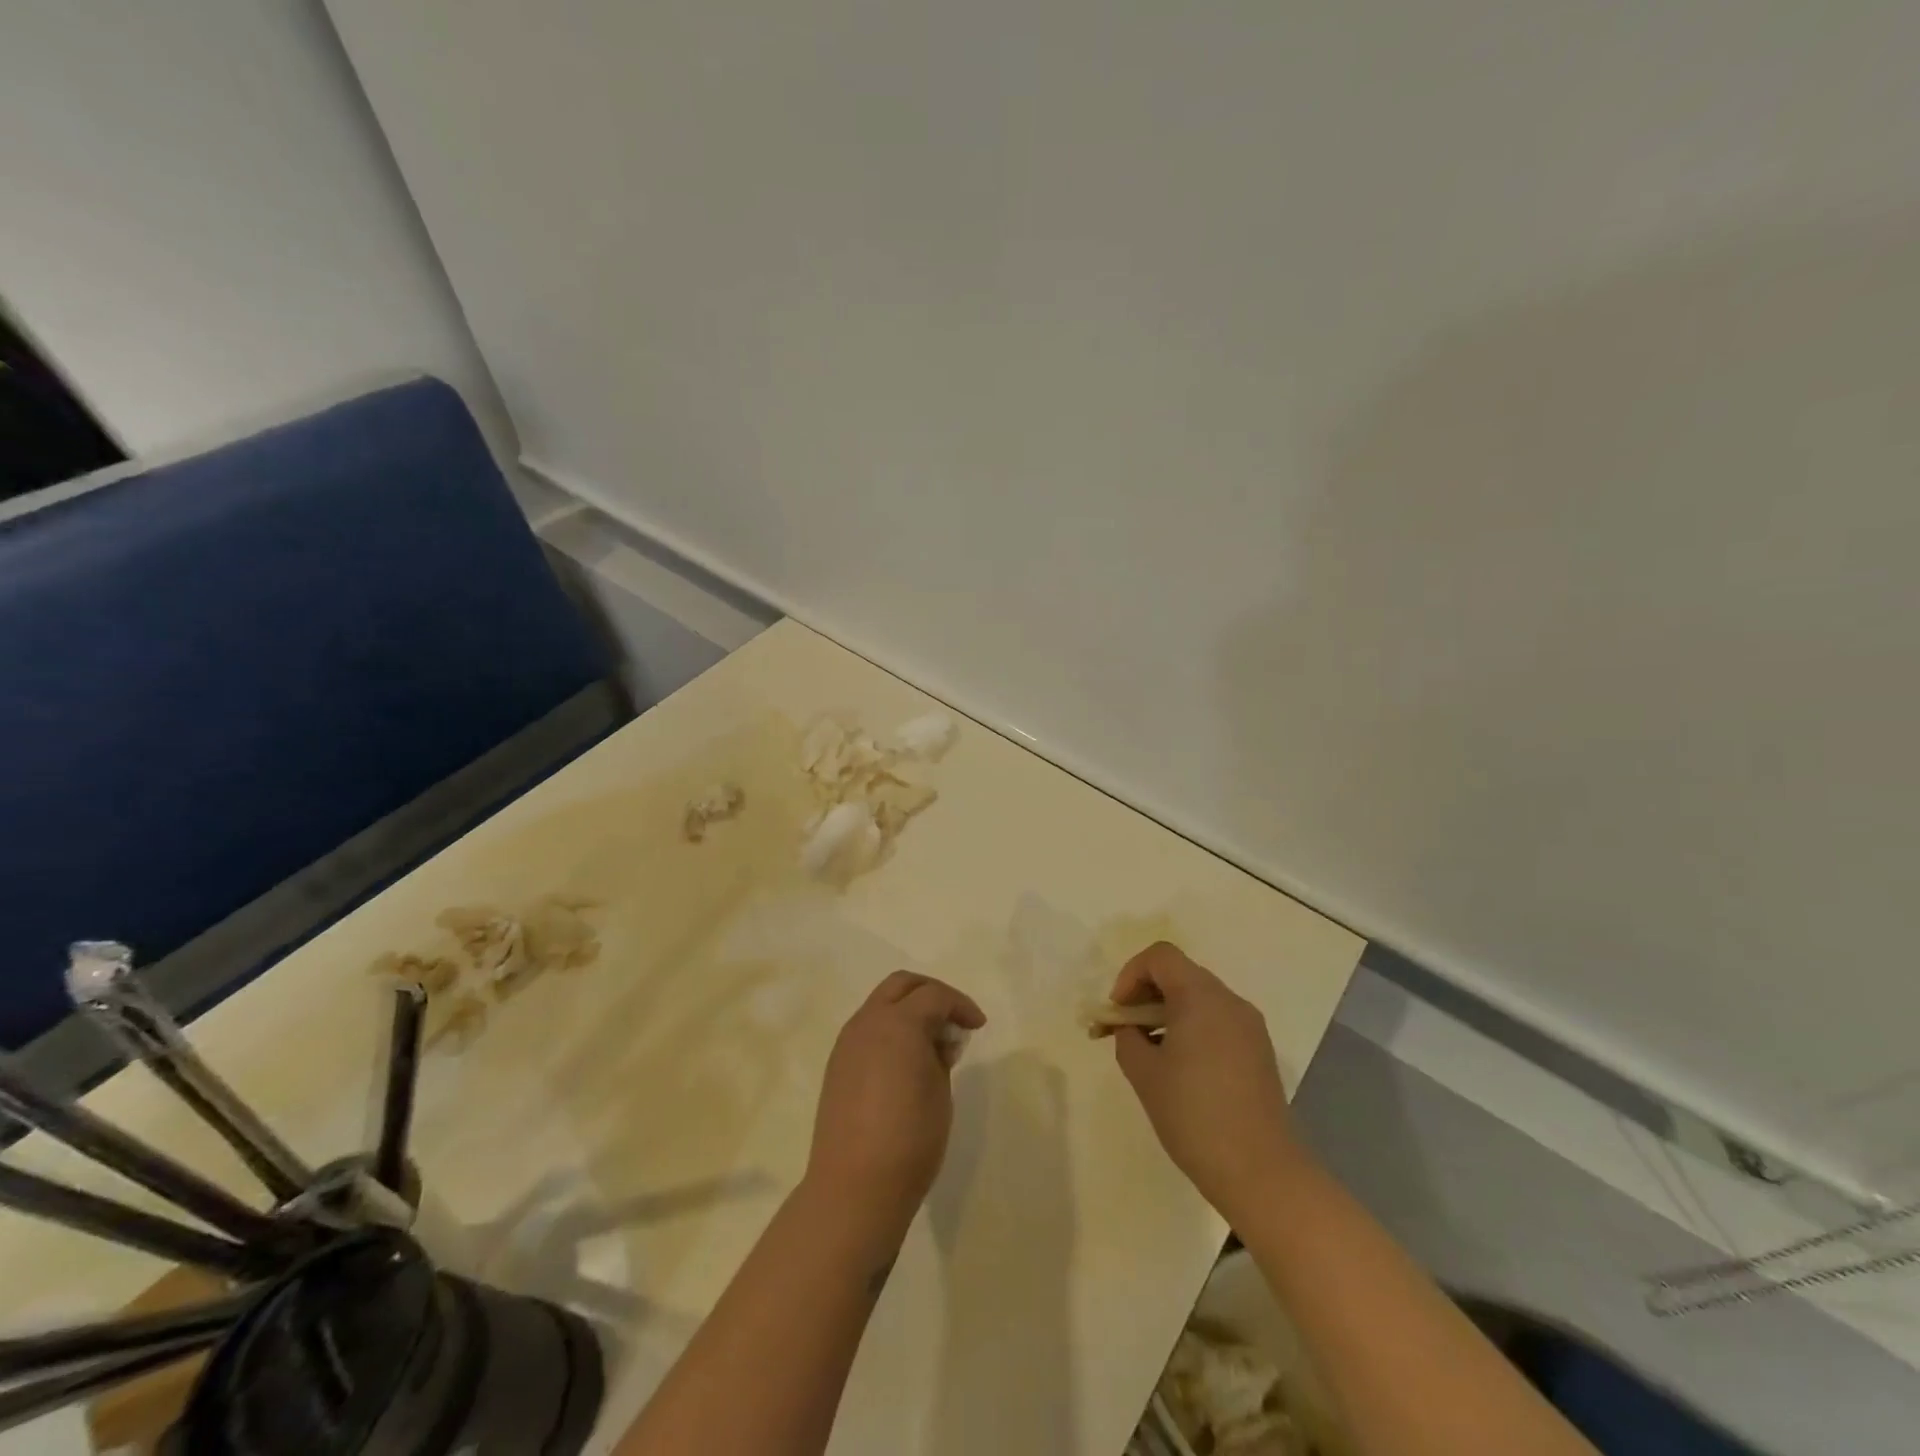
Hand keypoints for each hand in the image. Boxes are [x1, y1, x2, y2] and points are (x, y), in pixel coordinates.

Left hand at [805, 971, 985, 1243]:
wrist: (854, 1188)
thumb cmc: (910, 1140)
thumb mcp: (940, 1093)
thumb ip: (940, 1055)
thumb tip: (937, 1041)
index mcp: (898, 1023)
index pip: (934, 996)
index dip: (961, 1005)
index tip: (979, 1026)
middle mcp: (868, 1022)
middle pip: (901, 985)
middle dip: (932, 993)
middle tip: (954, 1018)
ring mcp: (848, 1043)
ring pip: (881, 1004)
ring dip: (908, 1009)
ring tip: (933, 1041)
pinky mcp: (837, 1065)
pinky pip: (868, 1029)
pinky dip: (890, 1029)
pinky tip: (906, 1059)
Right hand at [1109, 942, 1310, 1225]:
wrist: (1261, 1172)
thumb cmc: (1194, 1116)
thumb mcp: (1144, 1074)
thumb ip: (1127, 1038)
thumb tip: (1131, 1029)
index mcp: (1201, 996)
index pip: (1160, 956)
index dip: (1130, 975)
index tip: (1119, 1012)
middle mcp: (1230, 1001)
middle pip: (1180, 974)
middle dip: (1146, 995)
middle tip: (1125, 1032)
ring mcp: (1250, 1027)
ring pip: (1199, 999)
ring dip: (1168, 1013)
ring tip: (1150, 1054)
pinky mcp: (1259, 1052)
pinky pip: (1217, 1022)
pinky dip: (1192, 1029)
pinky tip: (1182, 1070)